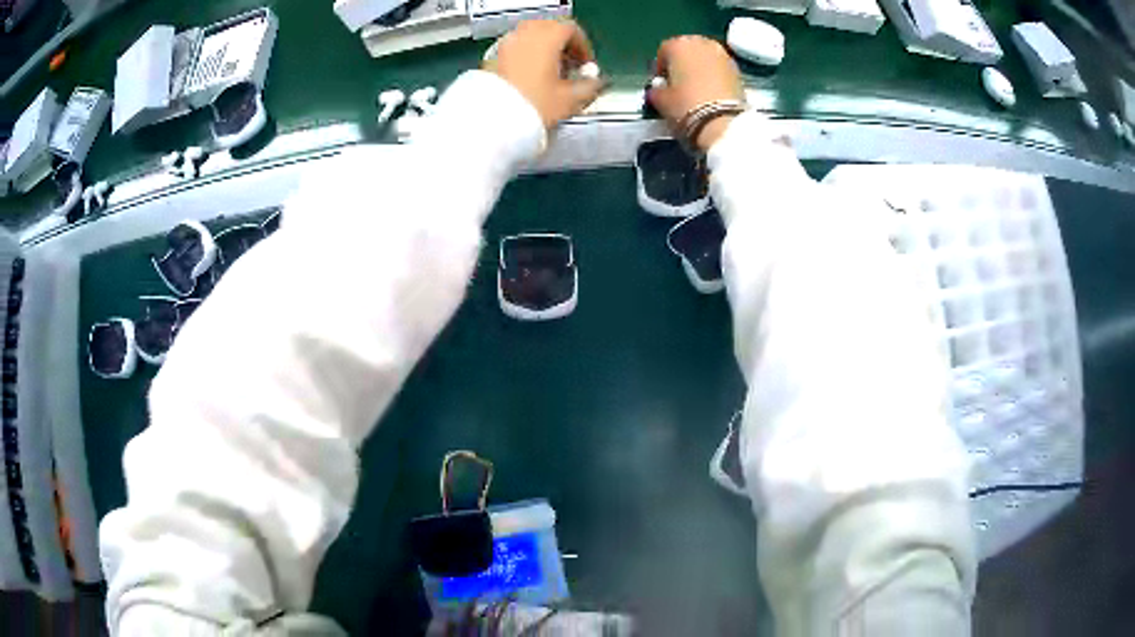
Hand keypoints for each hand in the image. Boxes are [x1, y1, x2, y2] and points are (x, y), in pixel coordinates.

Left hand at [485, 20, 604, 128]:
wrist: (492, 121)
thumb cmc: (533, 106)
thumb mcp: (570, 100)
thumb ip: (590, 87)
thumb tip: (597, 83)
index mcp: (546, 37)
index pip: (570, 30)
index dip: (583, 46)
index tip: (586, 64)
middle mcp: (524, 35)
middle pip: (549, 30)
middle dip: (563, 46)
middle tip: (571, 67)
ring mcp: (505, 45)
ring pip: (530, 38)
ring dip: (544, 51)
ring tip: (551, 76)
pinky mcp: (492, 59)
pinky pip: (515, 50)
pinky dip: (527, 57)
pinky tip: (531, 80)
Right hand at [648, 36, 744, 151]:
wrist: (723, 124)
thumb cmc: (685, 107)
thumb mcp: (660, 100)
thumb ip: (656, 90)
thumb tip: (658, 89)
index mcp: (679, 45)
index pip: (664, 50)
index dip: (660, 67)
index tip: (660, 83)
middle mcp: (702, 43)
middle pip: (688, 49)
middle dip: (682, 63)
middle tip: (679, 83)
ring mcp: (723, 55)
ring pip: (705, 58)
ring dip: (700, 69)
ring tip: (696, 89)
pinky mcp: (738, 70)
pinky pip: (719, 68)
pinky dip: (714, 76)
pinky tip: (711, 93)